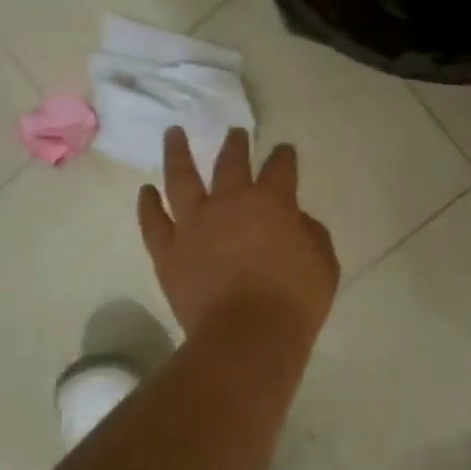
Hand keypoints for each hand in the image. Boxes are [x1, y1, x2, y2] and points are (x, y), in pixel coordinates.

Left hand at [138, 127, 338, 346]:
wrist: (247, 337)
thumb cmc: (294, 301)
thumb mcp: (324, 264)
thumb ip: (312, 234)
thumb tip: (297, 220)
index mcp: (271, 202)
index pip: (280, 168)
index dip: (284, 156)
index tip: (284, 150)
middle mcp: (229, 202)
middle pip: (231, 162)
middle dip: (236, 144)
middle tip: (236, 132)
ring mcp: (193, 224)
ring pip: (181, 178)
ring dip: (178, 152)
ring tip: (174, 133)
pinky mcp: (168, 250)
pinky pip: (153, 221)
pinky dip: (148, 204)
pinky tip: (146, 191)